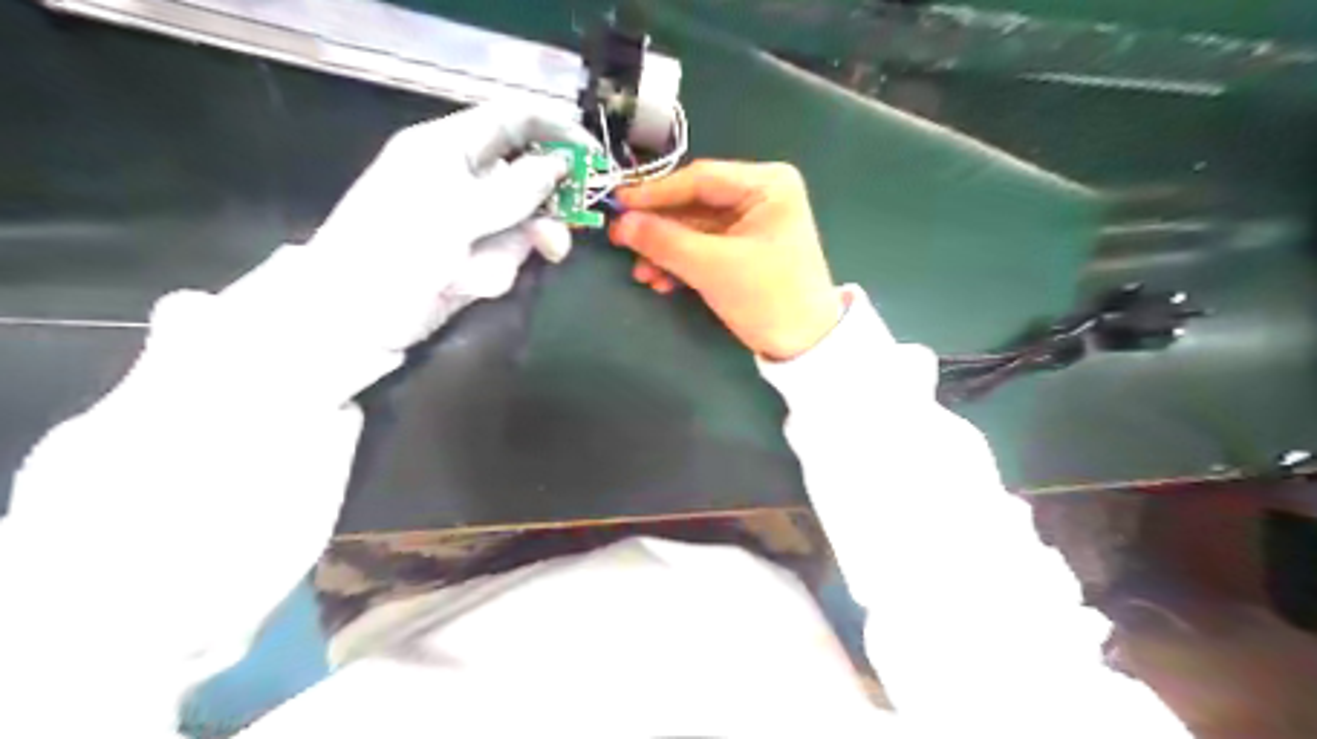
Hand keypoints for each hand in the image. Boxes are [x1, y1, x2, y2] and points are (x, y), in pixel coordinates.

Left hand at [298, 100, 598, 350]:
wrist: (352, 319)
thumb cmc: (393, 251)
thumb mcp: (455, 212)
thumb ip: (515, 189)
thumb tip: (562, 165)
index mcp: (447, 148)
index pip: (512, 121)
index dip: (556, 131)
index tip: (594, 157)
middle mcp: (463, 180)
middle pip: (529, 176)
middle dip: (548, 204)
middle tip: (571, 224)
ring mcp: (471, 223)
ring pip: (525, 224)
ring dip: (517, 247)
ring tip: (497, 269)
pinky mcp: (474, 259)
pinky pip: (508, 258)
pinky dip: (495, 273)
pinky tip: (466, 284)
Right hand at [610, 158, 843, 360]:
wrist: (803, 346)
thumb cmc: (767, 297)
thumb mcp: (712, 267)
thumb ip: (664, 241)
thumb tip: (621, 224)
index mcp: (767, 184)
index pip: (701, 179)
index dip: (655, 192)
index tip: (617, 202)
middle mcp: (760, 195)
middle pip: (695, 203)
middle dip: (659, 228)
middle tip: (620, 238)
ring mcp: (752, 223)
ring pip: (695, 228)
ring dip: (666, 250)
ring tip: (640, 272)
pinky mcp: (744, 249)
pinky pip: (705, 247)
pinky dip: (682, 262)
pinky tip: (660, 281)